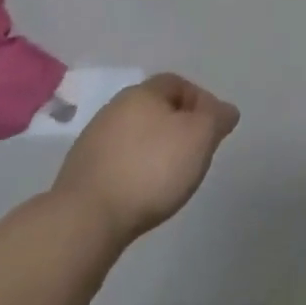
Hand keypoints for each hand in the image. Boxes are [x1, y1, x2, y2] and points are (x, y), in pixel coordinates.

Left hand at [53, 73, 239, 244]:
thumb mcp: (201, 136)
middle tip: (195, 151)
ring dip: (154, 149)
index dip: (201, 101)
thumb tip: (225, 111)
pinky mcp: (79, 174)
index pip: (178, 83)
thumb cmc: (152, 168)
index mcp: (143, 93)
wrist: (85, 221)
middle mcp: (114, 109)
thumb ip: (218, 118)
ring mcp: (92, 142)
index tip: (213, 128)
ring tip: (169, 177)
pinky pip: (117, 162)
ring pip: (135, 136)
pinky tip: (141, 192)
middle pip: (155, 109)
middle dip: (178, 126)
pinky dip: (134, 170)